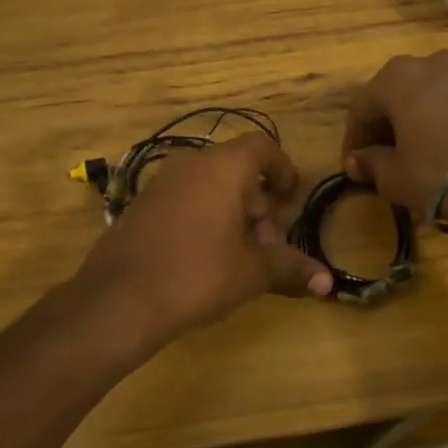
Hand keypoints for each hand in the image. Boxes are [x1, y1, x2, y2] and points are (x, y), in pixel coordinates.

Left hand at [75, 133, 332, 341]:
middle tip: (268, 245)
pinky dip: (204, 218)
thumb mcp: (252, 272)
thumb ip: (291, 269)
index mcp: (223, 168)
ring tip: (239, 257)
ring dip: (232, 214)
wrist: (119, 299)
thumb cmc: (198, 274)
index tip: (292, 198)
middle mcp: (191, 165)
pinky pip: (185, 200)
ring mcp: (161, 184)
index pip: (262, 147)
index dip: (283, 169)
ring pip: (210, 187)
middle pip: (237, 171)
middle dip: (259, 205)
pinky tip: (205, 258)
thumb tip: (328, 283)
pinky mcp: (141, 206)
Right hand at [342, 51, 447, 221]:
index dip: (355, 139)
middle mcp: (432, 62)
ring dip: (421, 120)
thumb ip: (372, 164)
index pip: (362, 107)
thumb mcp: (396, 178)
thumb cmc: (442, 173)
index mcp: (397, 78)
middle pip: (398, 94)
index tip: (355, 166)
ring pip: (432, 95)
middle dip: (387, 125)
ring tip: (423, 153)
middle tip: (386, 158)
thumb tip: (359, 160)